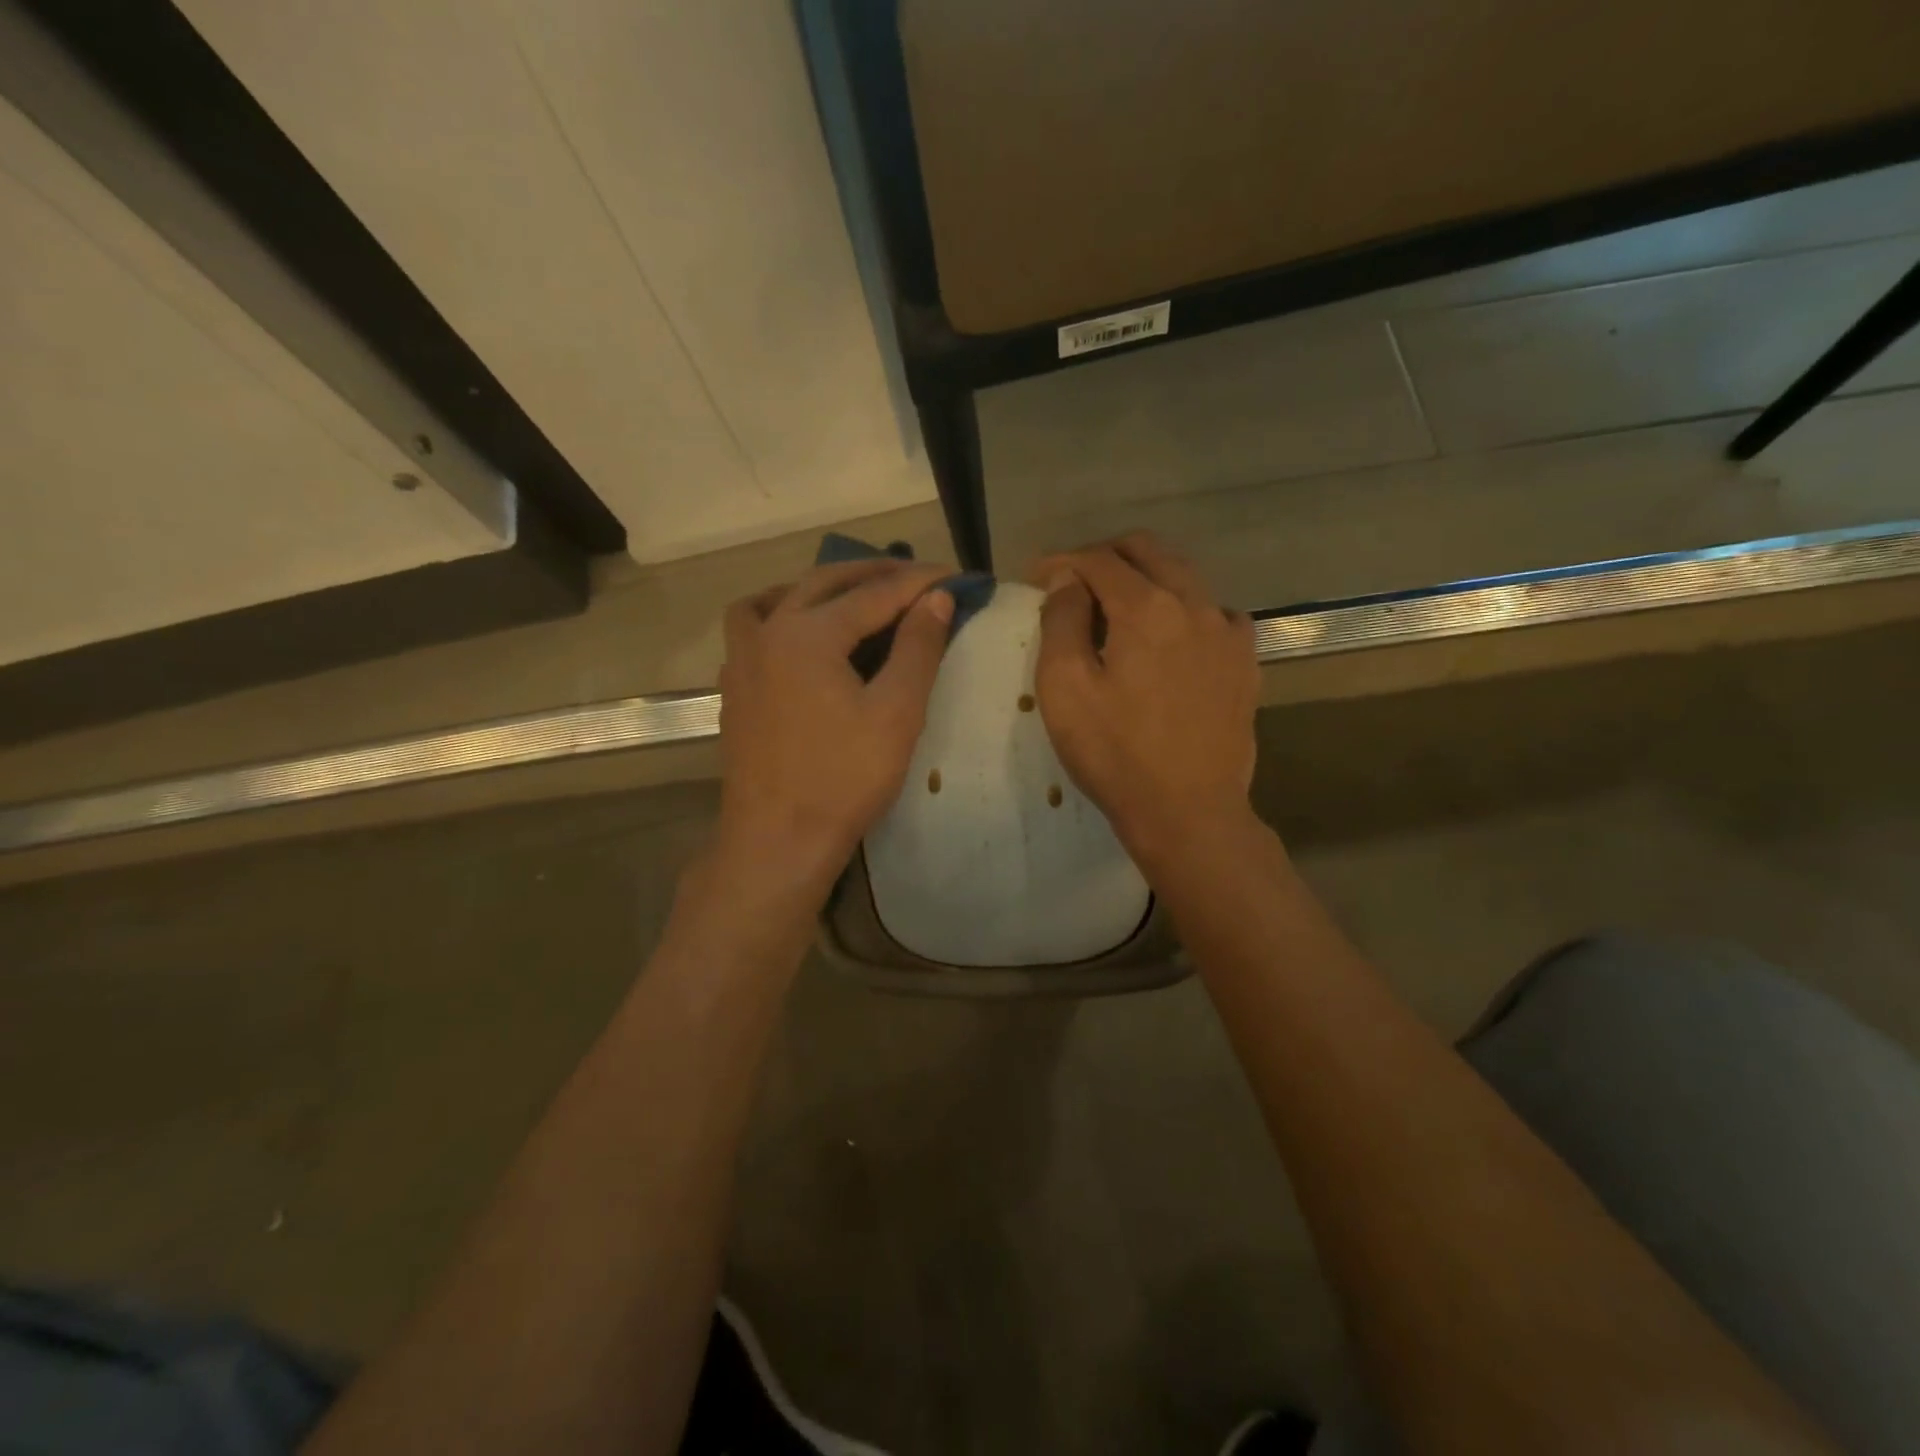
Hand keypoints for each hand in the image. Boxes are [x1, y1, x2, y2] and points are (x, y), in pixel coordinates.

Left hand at [712, 558, 954, 905]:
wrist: (778, 840)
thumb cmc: (843, 780)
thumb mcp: (896, 713)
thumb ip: (918, 648)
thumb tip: (937, 597)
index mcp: (808, 634)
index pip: (876, 593)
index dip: (921, 583)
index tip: (958, 577)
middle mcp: (769, 632)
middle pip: (826, 583)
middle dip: (876, 572)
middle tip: (919, 577)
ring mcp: (743, 658)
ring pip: (781, 597)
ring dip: (823, 586)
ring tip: (855, 595)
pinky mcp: (736, 686)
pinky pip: (753, 626)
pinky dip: (781, 613)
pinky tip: (801, 635)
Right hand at [1033, 533, 1258, 864]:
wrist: (1188, 812)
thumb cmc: (1115, 753)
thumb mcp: (1065, 688)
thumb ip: (1062, 621)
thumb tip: (1068, 580)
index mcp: (1146, 608)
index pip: (1099, 560)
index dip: (1062, 561)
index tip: (1036, 576)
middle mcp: (1195, 604)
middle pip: (1148, 551)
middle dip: (1106, 555)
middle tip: (1074, 579)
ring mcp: (1228, 632)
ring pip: (1185, 577)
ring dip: (1146, 578)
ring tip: (1118, 606)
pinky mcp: (1245, 662)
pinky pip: (1215, 613)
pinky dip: (1185, 610)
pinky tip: (1172, 638)